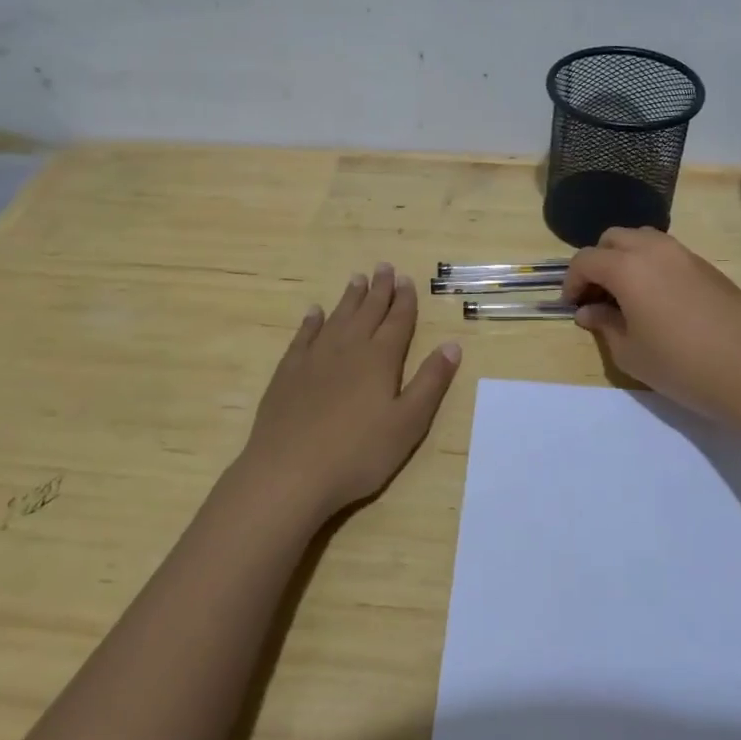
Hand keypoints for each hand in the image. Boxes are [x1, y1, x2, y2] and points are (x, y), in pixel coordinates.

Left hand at [238, 264, 461, 521]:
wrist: (289, 472)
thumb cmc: (358, 454)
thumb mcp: (408, 424)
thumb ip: (431, 382)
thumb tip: (452, 345)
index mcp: (380, 359)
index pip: (397, 321)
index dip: (404, 300)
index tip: (407, 280)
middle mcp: (348, 348)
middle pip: (367, 312)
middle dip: (379, 289)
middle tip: (384, 267)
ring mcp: (314, 358)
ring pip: (337, 318)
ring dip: (349, 298)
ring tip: (357, 279)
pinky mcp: (288, 372)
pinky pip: (303, 336)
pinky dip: (312, 321)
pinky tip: (314, 313)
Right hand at [564, 228, 740, 429]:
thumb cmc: (681, 365)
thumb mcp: (630, 353)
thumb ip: (604, 325)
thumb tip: (589, 310)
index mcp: (627, 268)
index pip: (586, 260)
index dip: (572, 281)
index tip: (573, 306)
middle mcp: (654, 250)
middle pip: (614, 238)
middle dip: (598, 262)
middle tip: (598, 297)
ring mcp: (685, 255)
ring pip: (644, 239)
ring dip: (626, 259)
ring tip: (628, 295)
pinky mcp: (708, 267)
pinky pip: (669, 253)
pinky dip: (652, 265)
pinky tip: (659, 301)